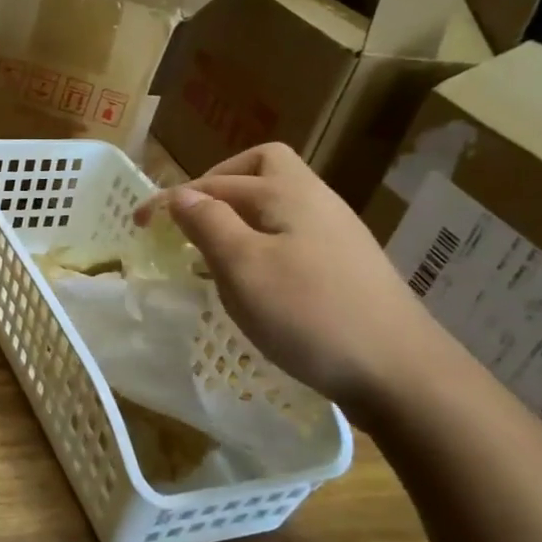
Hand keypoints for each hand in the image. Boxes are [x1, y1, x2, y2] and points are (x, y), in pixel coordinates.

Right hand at [134, 143, 445, 416]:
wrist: (400, 371)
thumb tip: (181, 195)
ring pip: (276, 205)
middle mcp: (315, 201)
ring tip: (211, 252)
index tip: (141, 222)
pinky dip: (260, 243)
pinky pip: (290, 236)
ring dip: (237, 218)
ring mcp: (336, 234)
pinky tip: (252, 280)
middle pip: (260, 170)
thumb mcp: (244, 267)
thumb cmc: (310, 314)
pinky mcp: (345, 266)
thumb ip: (208, 224)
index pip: (219, 178)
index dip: (175, 194)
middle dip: (216, 187)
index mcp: (288, 193)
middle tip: (187, 220)